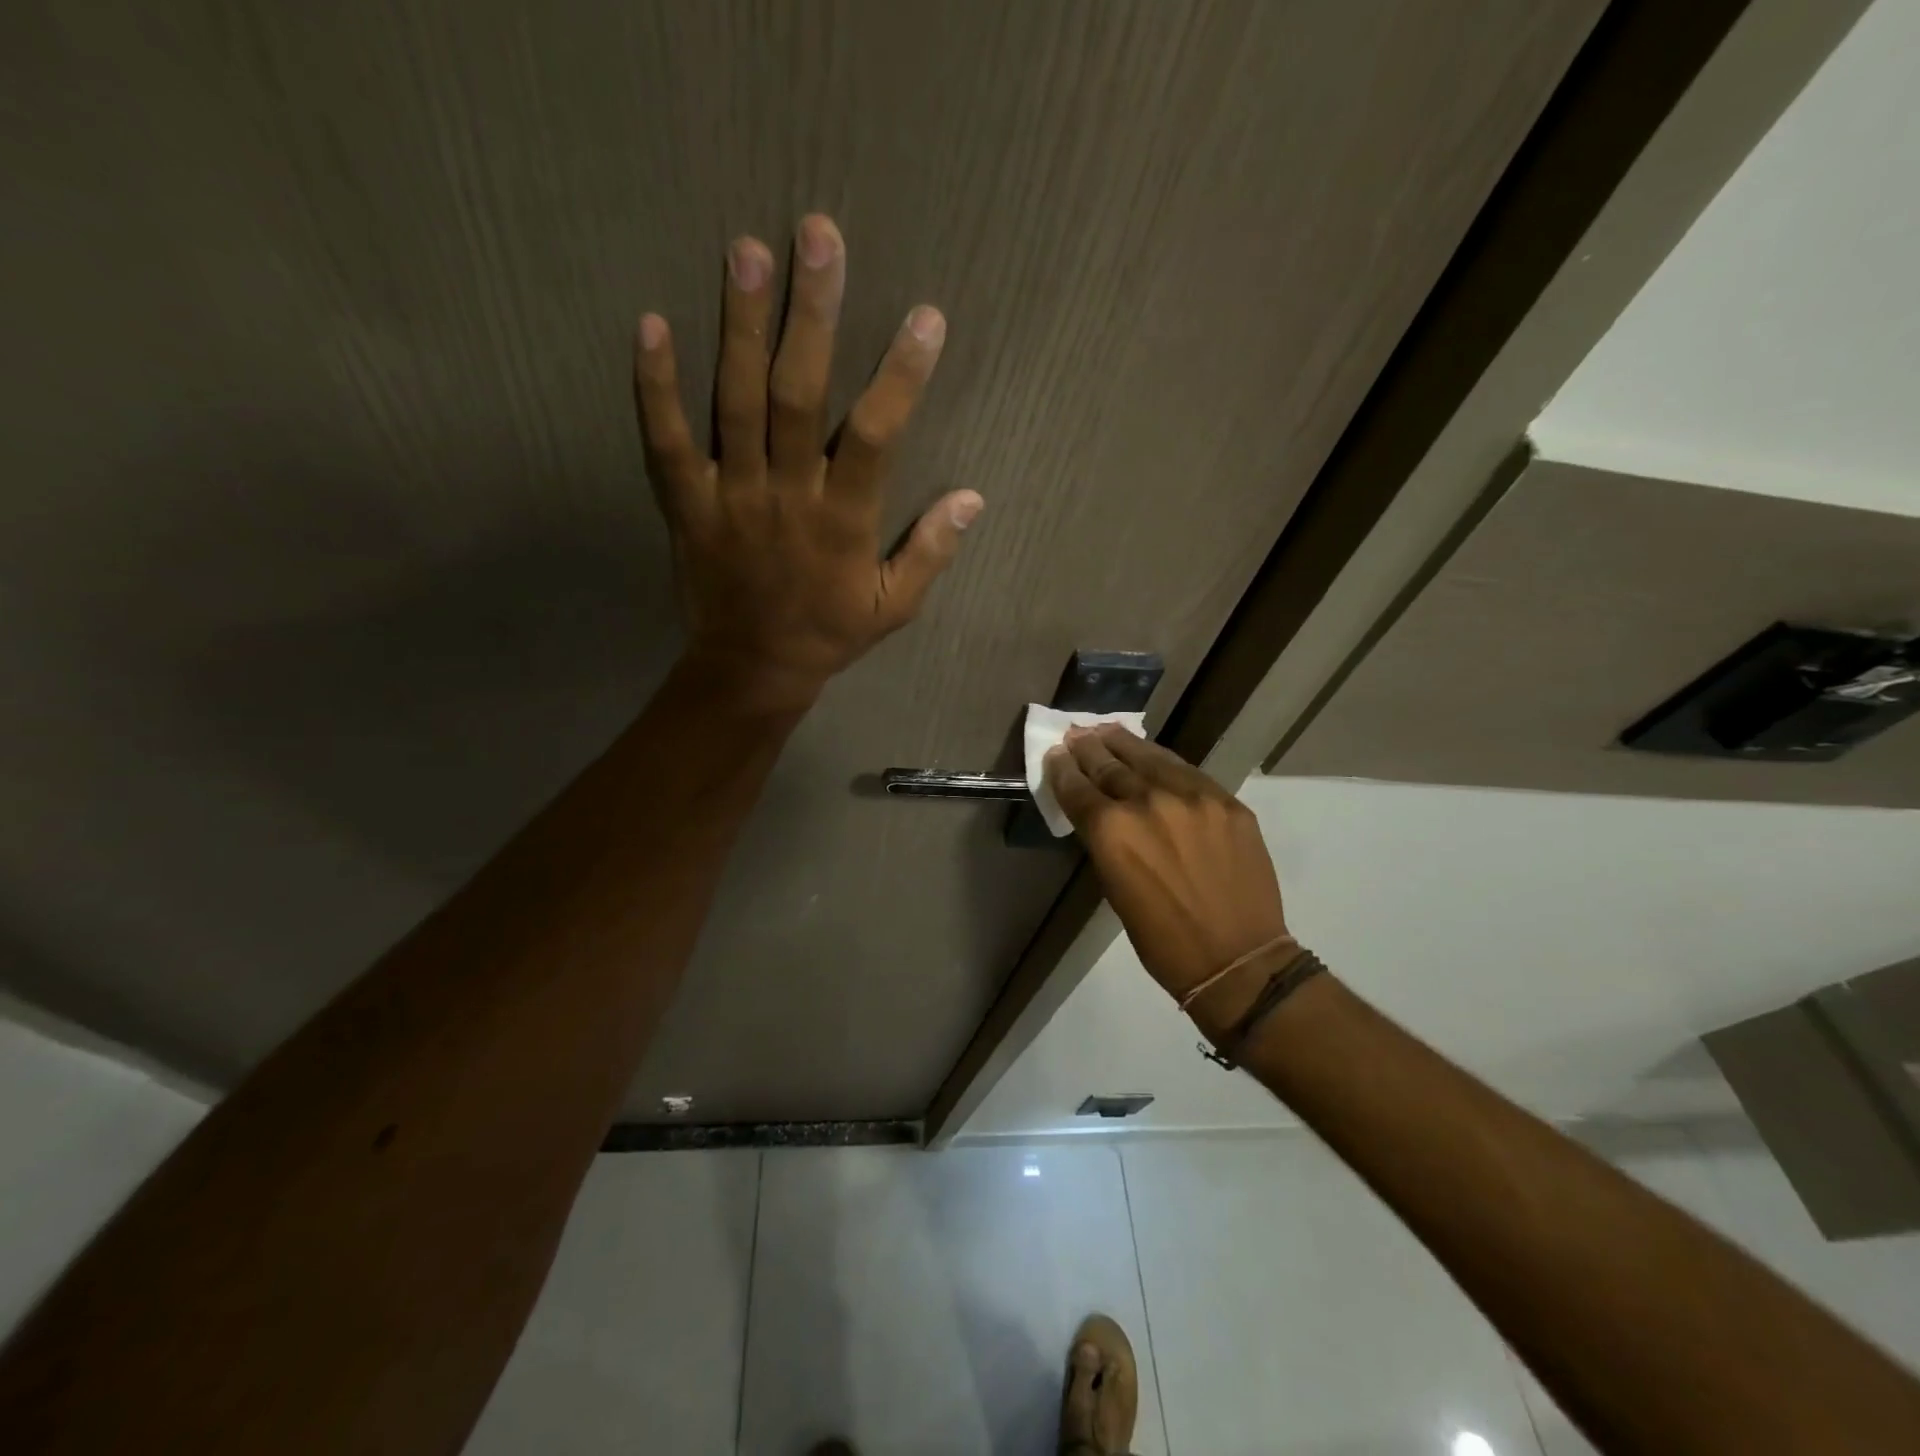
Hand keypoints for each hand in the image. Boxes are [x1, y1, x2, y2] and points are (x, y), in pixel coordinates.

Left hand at [634, 214, 982, 708]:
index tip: (925, 317)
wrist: (752, 669)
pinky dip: (655, 387)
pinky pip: (666, 442)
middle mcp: (788, 495)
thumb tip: (972, 497)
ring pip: (735, 403)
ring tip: (747, 252)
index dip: (902, 375)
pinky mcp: (687, 504)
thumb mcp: (895, 606)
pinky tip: (650, 325)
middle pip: (799, 396)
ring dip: (742, 327)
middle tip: (818, 235)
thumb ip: (931, 551)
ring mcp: (732, 496)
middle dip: (812, 315)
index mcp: (843, 520)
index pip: (877, 435)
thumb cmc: (829, 633)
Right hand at [1046, 725, 1290, 1010]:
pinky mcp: (1225, 800)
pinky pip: (1186, 770)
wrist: (1237, 958)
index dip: (1061, 769)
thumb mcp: (1115, 889)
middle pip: (1109, 764)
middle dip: (1088, 748)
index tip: (1054, 754)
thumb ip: (1106, 841)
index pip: (1077, 787)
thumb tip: (1099, 811)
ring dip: (1122, 743)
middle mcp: (1148, 802)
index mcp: (1112, 832)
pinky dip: (1162, 760)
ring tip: (1107, 730)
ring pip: (1149, 757)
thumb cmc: (1162, 940)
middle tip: (1075, 734)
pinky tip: (1151, 754)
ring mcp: (1192, 797)